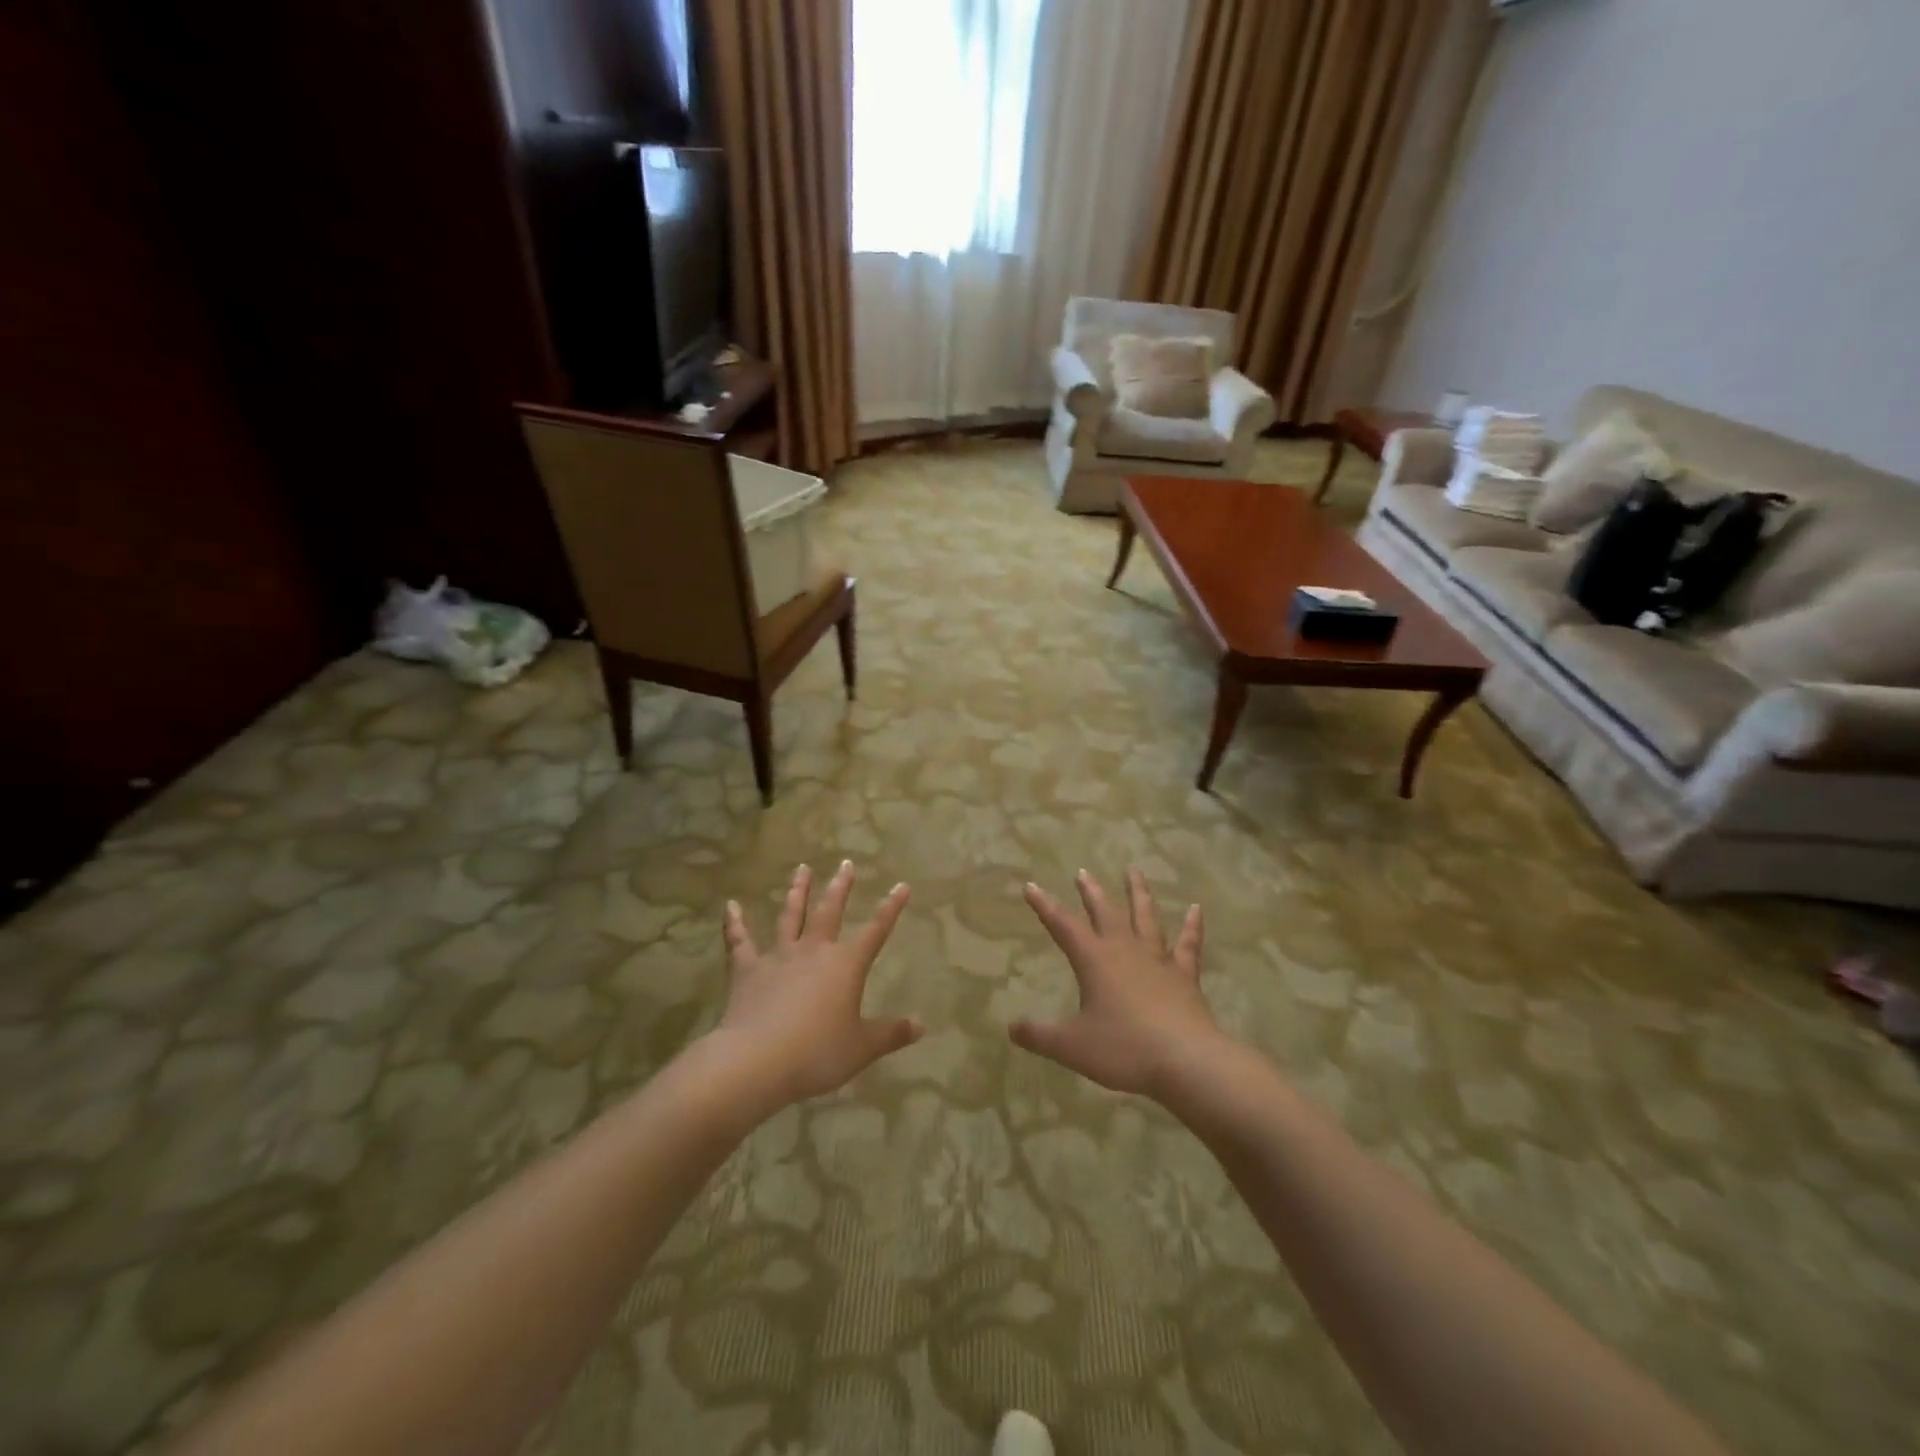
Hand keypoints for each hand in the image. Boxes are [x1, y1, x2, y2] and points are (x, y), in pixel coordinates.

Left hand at [712, 862, 922, 1107]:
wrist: (757, 1061)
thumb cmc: (817, 1054)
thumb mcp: (861, 1048)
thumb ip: (891, 1034)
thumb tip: (920, 1026)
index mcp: (846, 965)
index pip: (876, 930)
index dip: (891, 908)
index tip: (902, 886)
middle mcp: (814, 951)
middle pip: (830, 910)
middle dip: (840, 886)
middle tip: (846, 863)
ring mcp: (778, 956)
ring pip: (790, 916)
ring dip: (797, 891)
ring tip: (802, 868)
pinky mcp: (746, 970)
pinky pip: (739, 941)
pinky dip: (734, 923)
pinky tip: (730, 906)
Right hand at [1011, 869, 1222, 1098]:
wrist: (1186, 1060)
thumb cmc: (1124, 1049)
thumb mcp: (1072, 1047)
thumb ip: (1040, 1036)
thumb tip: (1011, 1030)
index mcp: (1094, 960)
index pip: (1063, 925)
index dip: (1045, 906)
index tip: (1031, 885)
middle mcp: (1124, 950)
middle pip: (1105, 912)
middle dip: (1091, 892)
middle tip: (1083, 872)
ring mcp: (1158, 959)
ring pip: (1146, 917)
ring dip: (1138, 893)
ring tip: (1134, 871)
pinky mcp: (1185, 975)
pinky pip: (1188, 944)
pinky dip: (1193, 926)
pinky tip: (1196, 909)